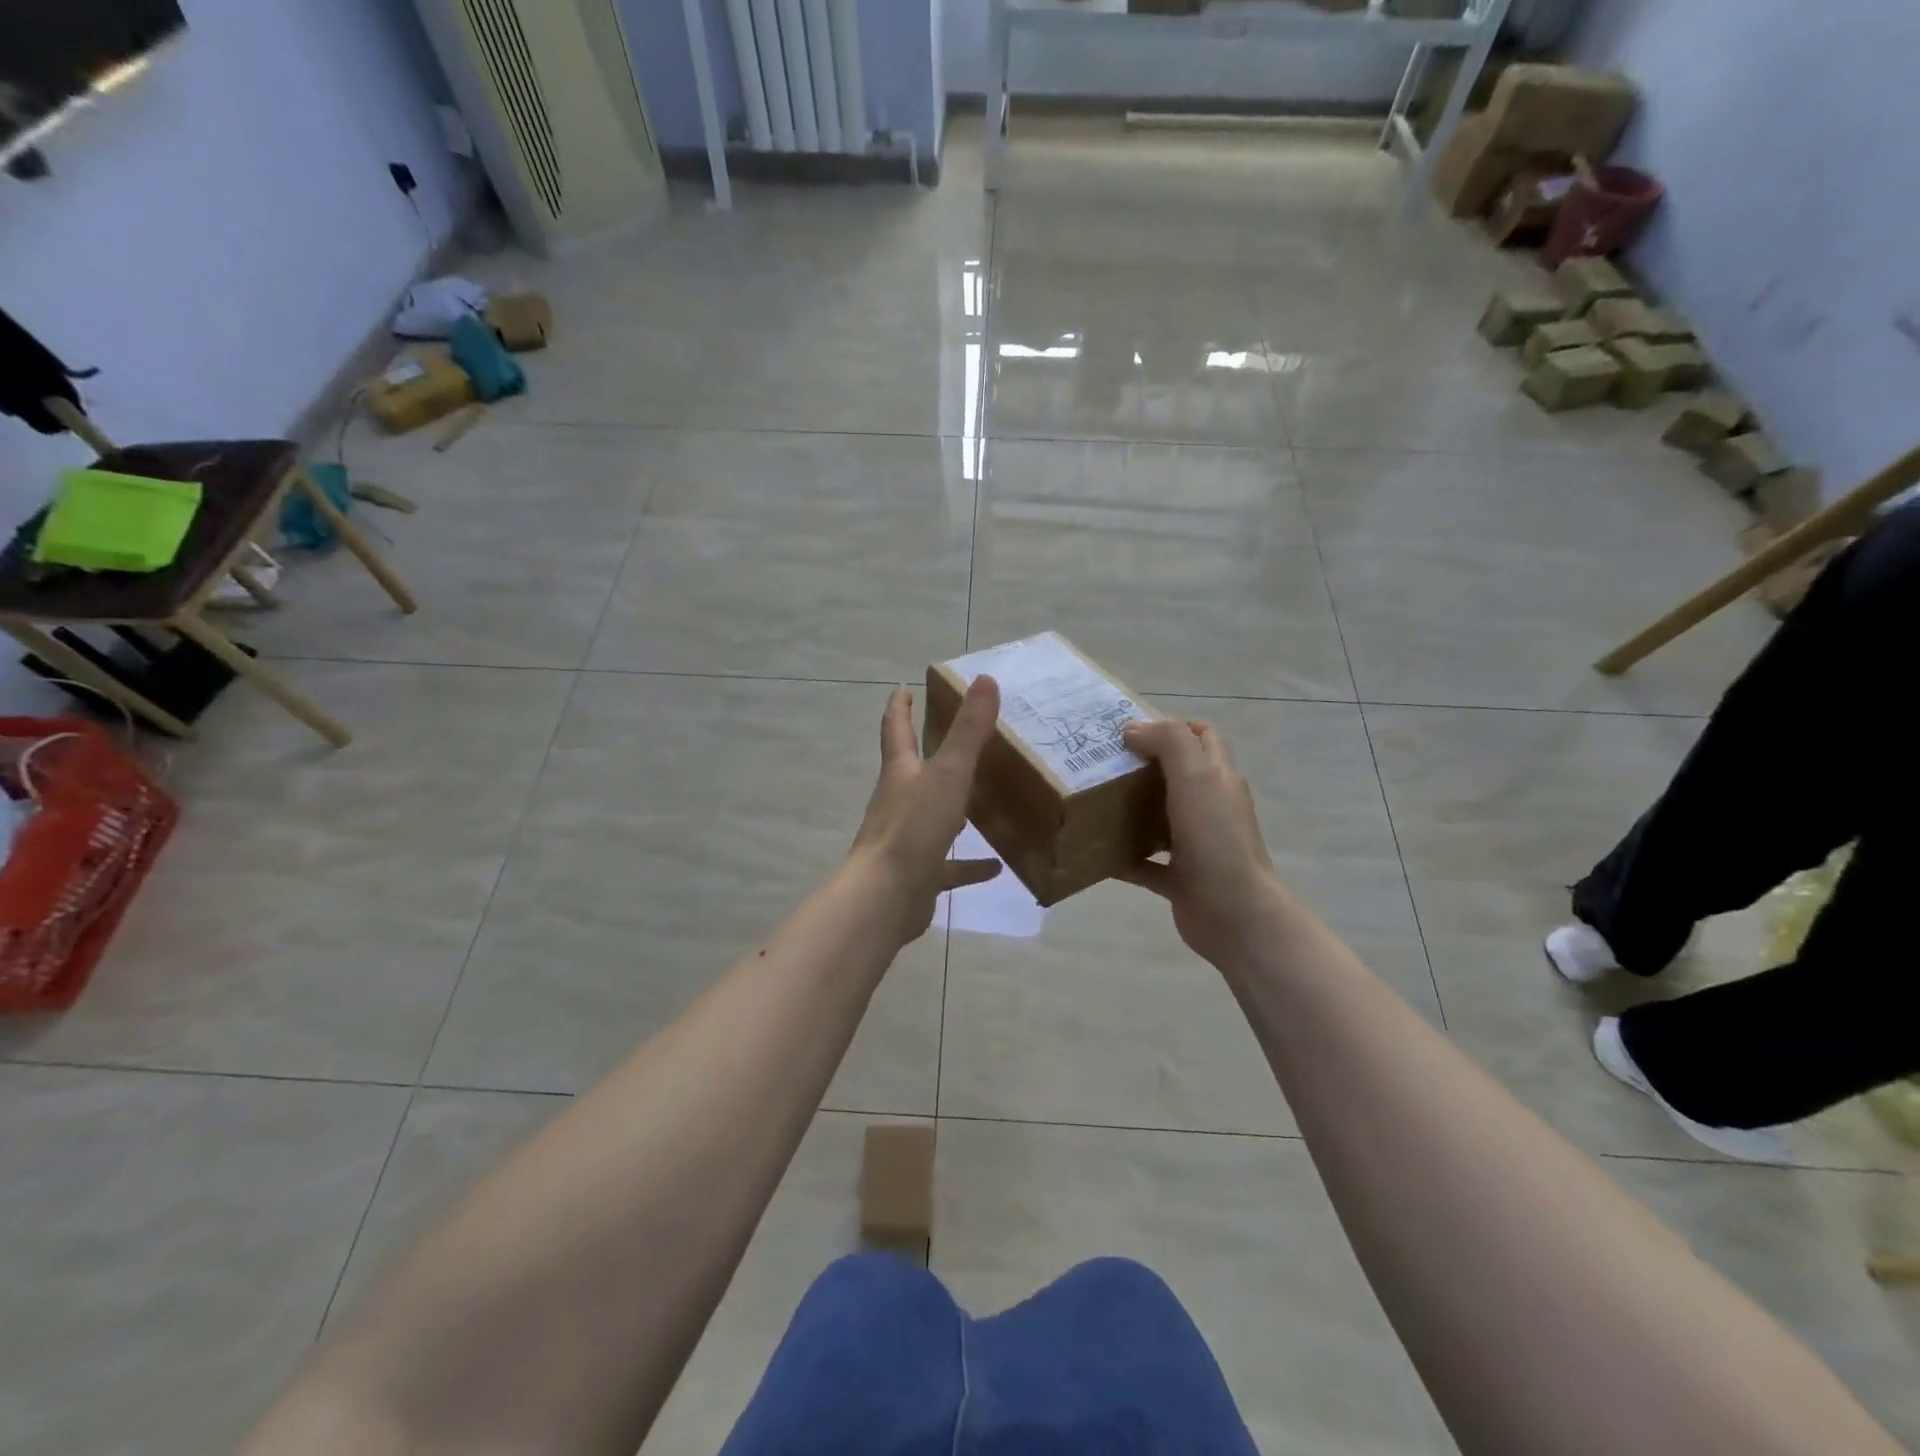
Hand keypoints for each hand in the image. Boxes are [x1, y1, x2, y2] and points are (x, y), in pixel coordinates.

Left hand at [848, 677, 1003, 943]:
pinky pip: (948, 866)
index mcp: (900, 773)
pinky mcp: (919, 874)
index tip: (902, 688)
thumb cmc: (914, 828)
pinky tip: (995, 867)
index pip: (896, 730)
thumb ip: (968, 731)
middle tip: (954, 741)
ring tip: (983, 802)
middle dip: (928, 755)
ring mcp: (907, 840)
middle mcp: (899, 802)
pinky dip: (969, 865)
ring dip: (954, 810)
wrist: (886, 896)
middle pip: (912, 772)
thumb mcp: (948, 774)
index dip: (900, 707)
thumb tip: (985, 679)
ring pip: (932, 818)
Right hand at [1120, 719, 1279, 972]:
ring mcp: (1197, 845)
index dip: (1172, 726)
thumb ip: (1169, 743)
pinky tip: (1098, 854)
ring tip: (1095, 802)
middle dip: (1142, 766)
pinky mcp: (1181, 879)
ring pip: (1160, 818)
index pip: (1202, 736)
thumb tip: (1133, 729)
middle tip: (1103, 763)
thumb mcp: (1196, 777)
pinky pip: (1147, 863)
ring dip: (1131, 810)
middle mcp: (1210, 808)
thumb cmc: (1216, 839)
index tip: (1131, 732)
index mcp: (1219, 778)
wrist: (1234, 914)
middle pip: (1177, 775)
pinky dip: (1124, 857)